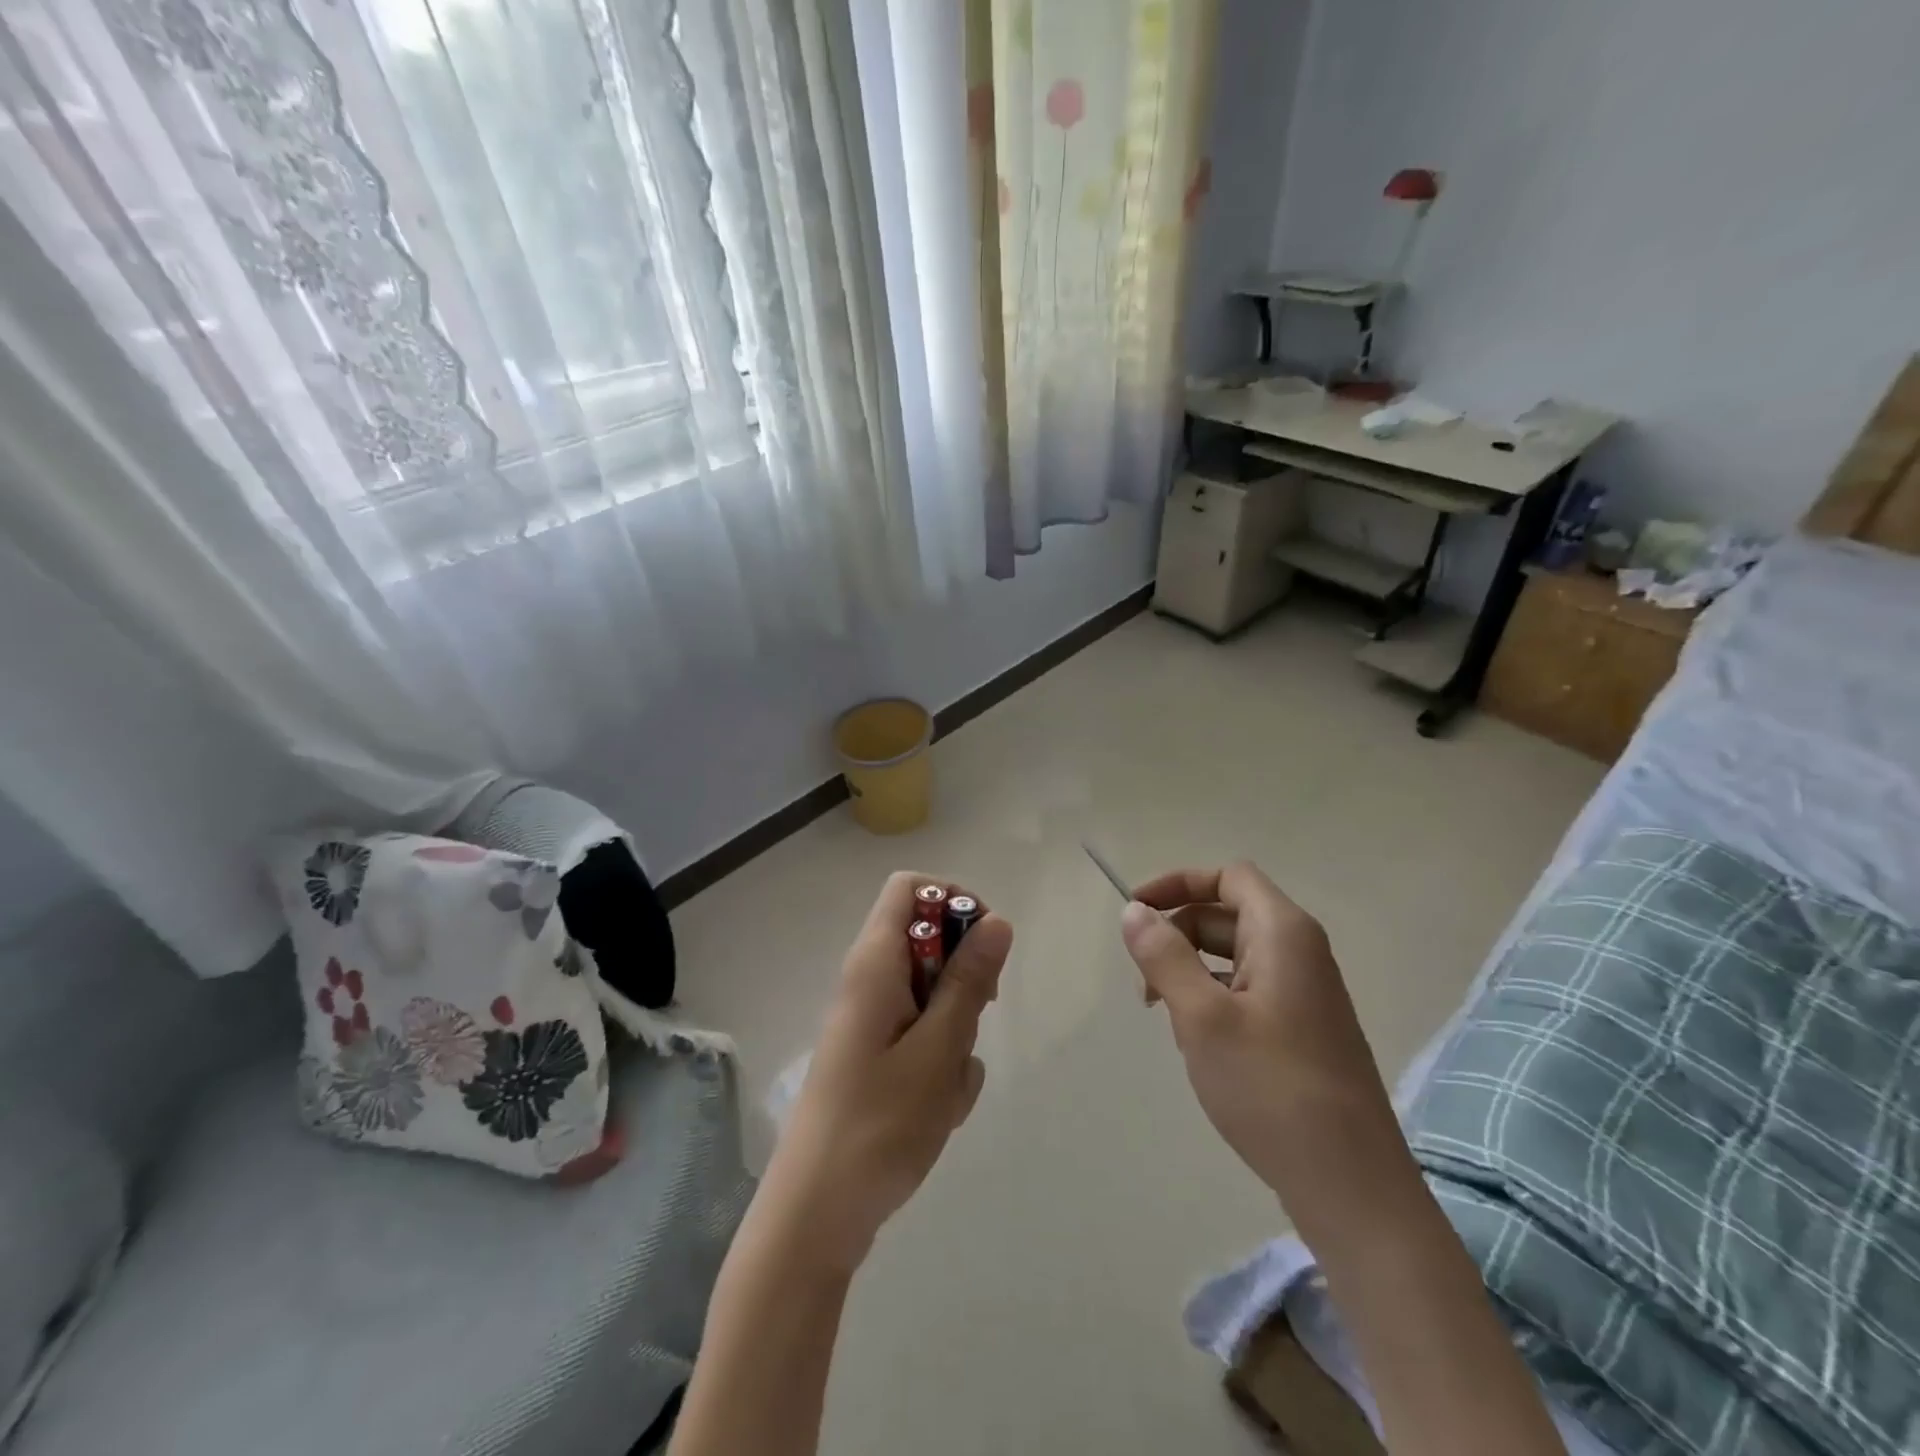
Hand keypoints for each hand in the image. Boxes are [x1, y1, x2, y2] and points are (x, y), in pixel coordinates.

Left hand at [760, 872, 1012, 1274]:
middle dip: (963, 981)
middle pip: (929, 943)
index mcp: (874, 963)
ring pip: (934, 998)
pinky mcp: (876, 1059)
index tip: (984, 947)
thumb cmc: (880, 1125)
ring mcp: (871, 1022)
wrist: (816, 1217)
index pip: (911, 887)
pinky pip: (923, 1039)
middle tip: (971, 1024)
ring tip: (947, 1086)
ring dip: (956, 1034)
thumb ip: (968, 981)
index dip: (953, 900)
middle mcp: (868, 981)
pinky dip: (940, 1066)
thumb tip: (996, 920)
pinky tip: (936, 1111)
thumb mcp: (939, 1049)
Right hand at [1119, 863, 1406, 1215]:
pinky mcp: (1302, 1030)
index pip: (1228, 877)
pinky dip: (1212, 1000)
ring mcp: (1305, 994)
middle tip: (1143, 979)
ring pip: (1234, 957)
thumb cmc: (1271, 1088)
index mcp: (1284, 933)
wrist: (1351, 1187)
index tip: (1135, 911)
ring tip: (1165, 1017)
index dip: (1178, 883)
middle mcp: (1300, 953)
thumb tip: (1134, 910)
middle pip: (1227, 914)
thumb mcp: (1202, 1016)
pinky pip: (1247, 991)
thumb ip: (1164, 955)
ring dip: (1191, 971)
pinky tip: (1197, 1043)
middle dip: (1178, 933)